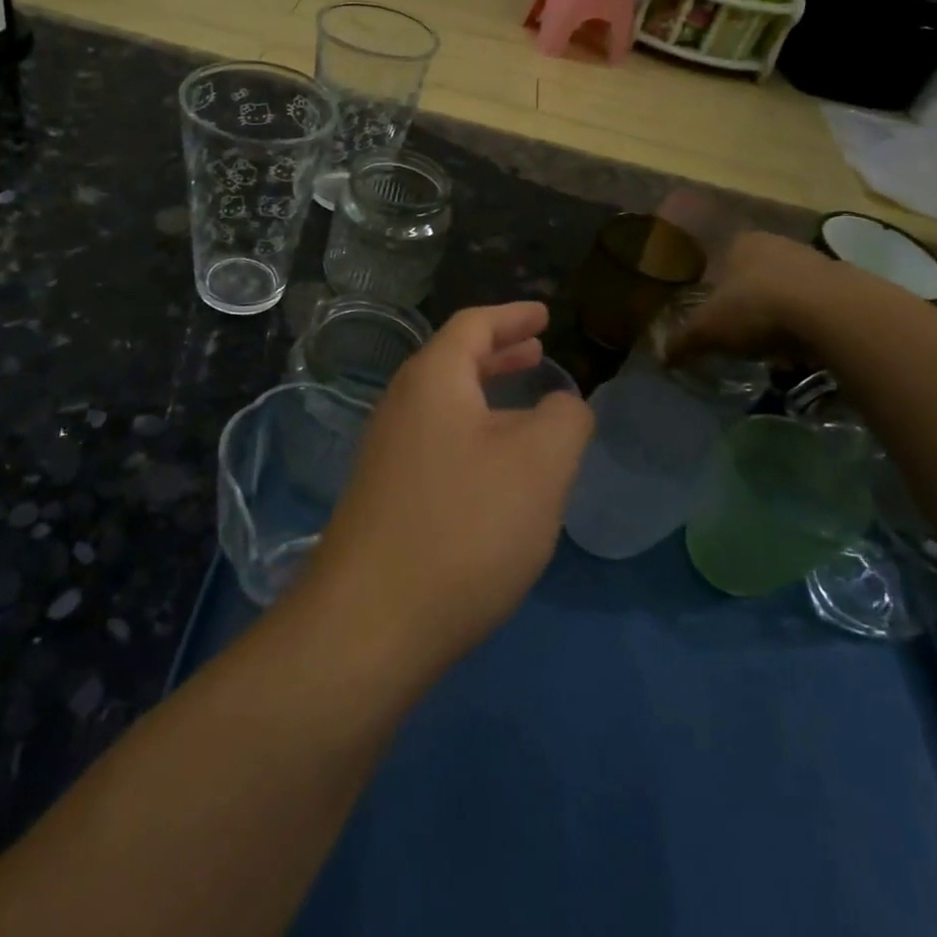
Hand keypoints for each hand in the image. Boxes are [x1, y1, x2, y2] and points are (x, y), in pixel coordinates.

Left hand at [304, 303, 593, 673]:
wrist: (372, 622)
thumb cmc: (465, 525)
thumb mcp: (540, 465)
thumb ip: (564, 420)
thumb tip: (563, 405)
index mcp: (433, 380)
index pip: (472, 325)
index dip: (511, 316)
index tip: (543, 313)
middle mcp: (402, 405)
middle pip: (454, 361)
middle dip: (499, 353)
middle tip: (536, 350)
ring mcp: (387, 453)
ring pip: (446, 406)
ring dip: (487, 397)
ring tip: (527, 406)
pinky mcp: (386, 496)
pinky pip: (438, 443)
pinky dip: (474, 435)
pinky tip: (498, 469)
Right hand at [665, 231, 850, 367]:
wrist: (834, 314)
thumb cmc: (756, 308)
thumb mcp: (708, 330)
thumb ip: (683, 342)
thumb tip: (660, 359)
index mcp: (741, 243)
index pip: (721, 255)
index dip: (714, 282)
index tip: (711, 309)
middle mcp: (778, 244)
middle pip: (757, 272)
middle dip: (749, 300)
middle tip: (739, 331)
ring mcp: (817, 261)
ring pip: (789, 289)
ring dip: (781, 314)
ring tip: (772, 347)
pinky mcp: (849, 286)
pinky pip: (818, 308)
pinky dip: (809, 327)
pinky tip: (803, 349)